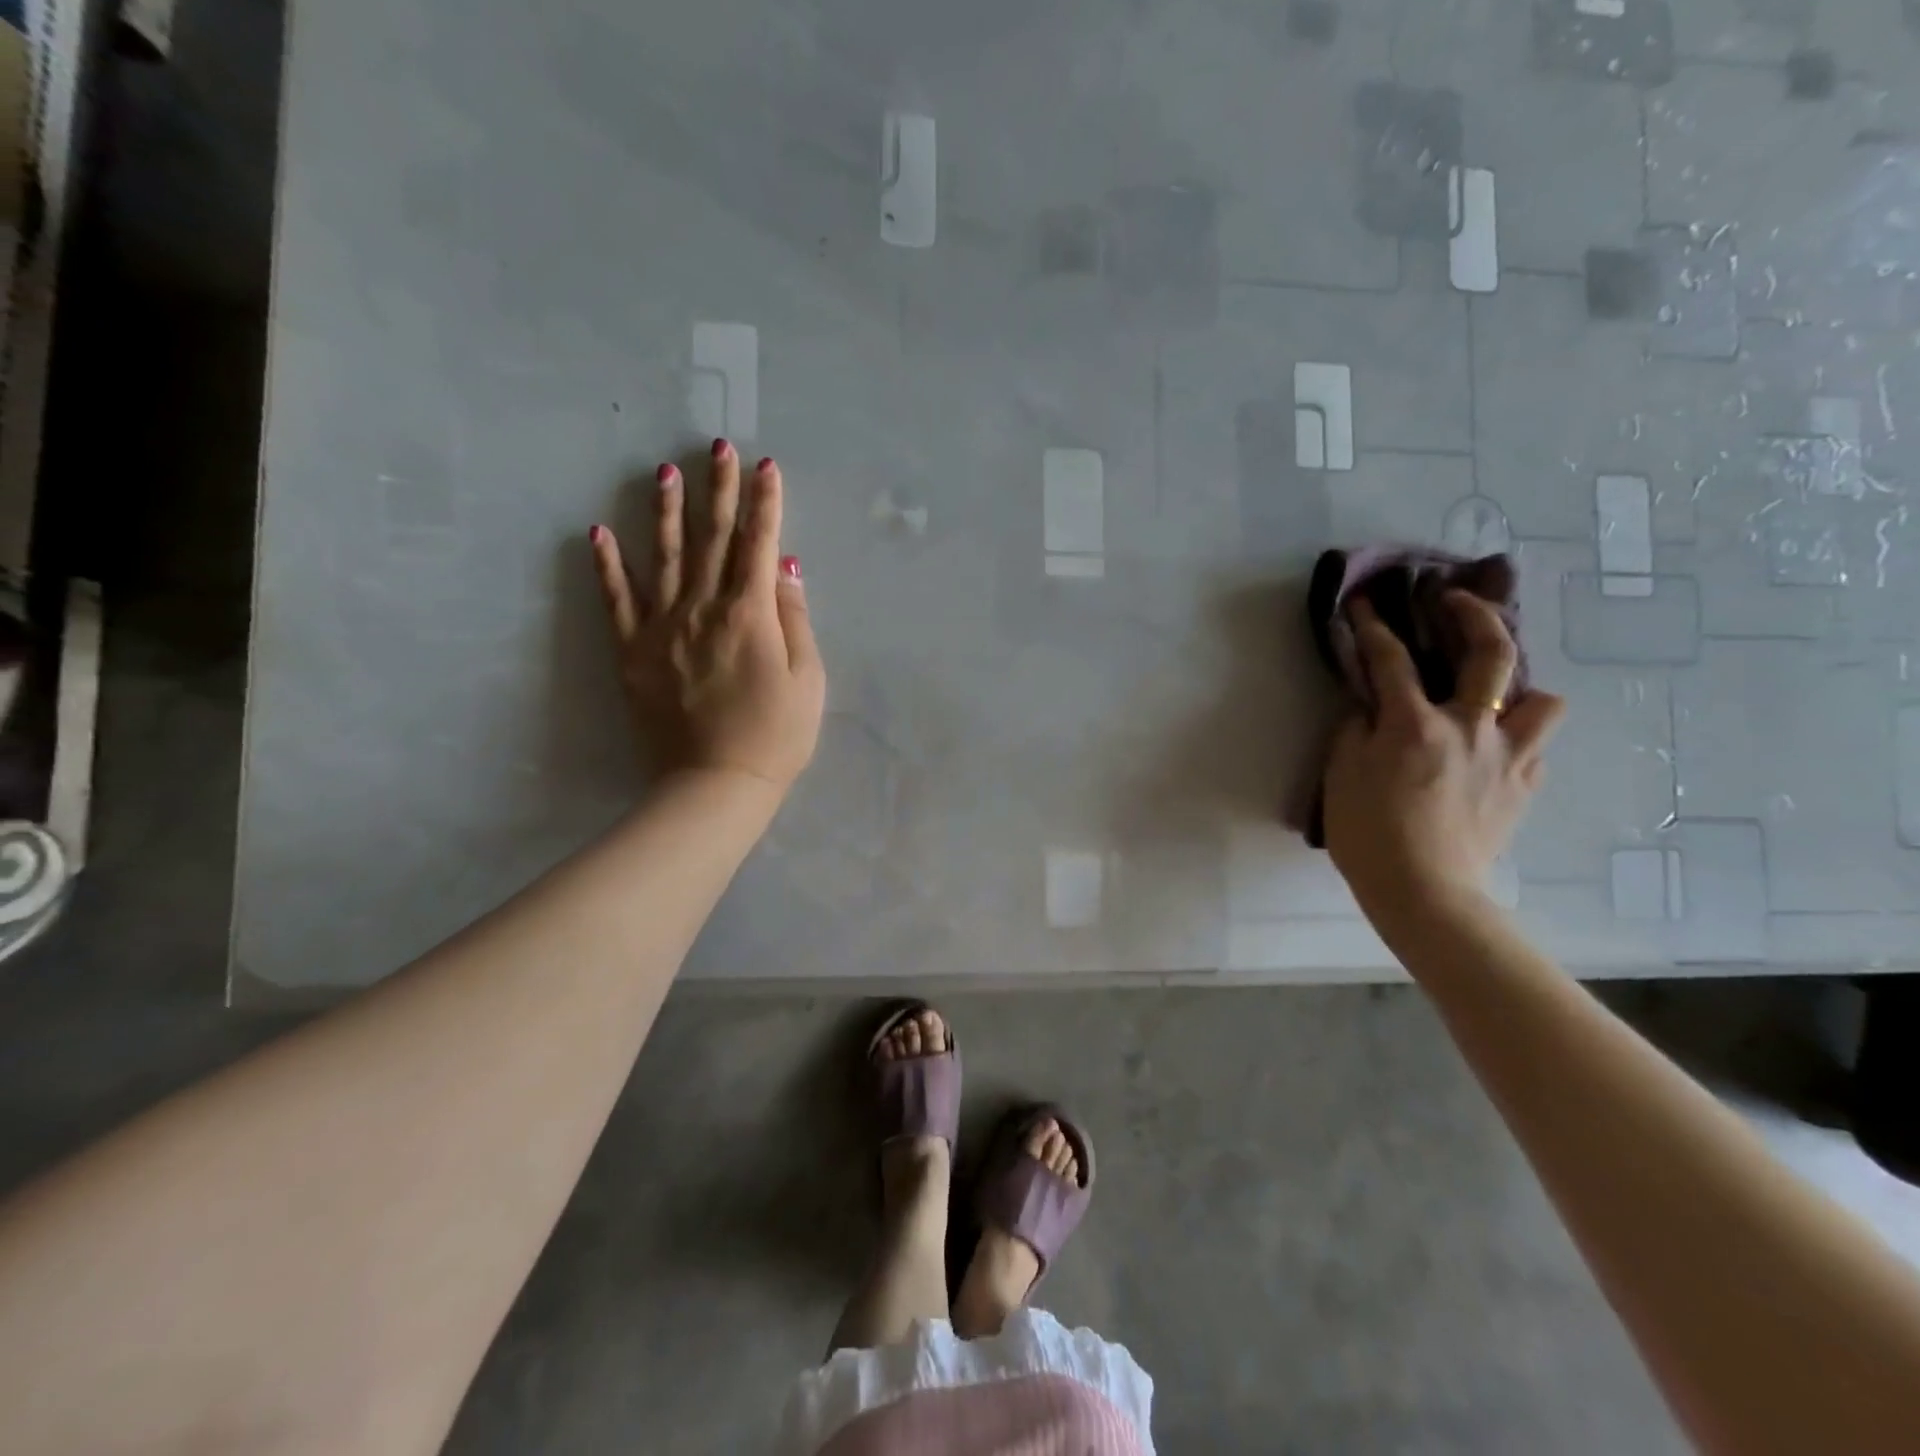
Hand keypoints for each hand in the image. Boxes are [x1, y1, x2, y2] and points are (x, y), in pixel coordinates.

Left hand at [590, 440, 825, 793]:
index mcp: (750, 614)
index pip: (759, 544)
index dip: (765, 503)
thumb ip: (794, 619)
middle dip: (719, 489)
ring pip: (665, 557)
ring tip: (664, 470)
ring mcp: (662, 628)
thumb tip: (784, 567)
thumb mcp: (807, 680)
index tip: (766, 466)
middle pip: (713, 538)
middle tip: (718, 447)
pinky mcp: (633, 653)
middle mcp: (703, 608)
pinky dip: (608, 566)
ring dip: (667, 511)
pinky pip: (617, 601)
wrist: (716, 785)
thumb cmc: (776, 736)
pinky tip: (600, 532)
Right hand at [1323, 591, 1565, 919]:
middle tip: (1457, 601)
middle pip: (1492, 653)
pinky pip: (1533, 748)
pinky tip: (1489, 754)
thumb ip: (1355, 730)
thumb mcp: (1341, 775)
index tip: (1365, 604)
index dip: (1373, 626)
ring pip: (1542, 701)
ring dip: (1518, 690)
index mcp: (1414, 725)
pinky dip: (1514, 741)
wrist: (1423, 891)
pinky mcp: (1523, 788)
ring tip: (1492, 699)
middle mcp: (1470, 728)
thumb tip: (1370, 707)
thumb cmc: (1368, 833)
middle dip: (1476, 614)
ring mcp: (1507, 757)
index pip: (1391, 659)